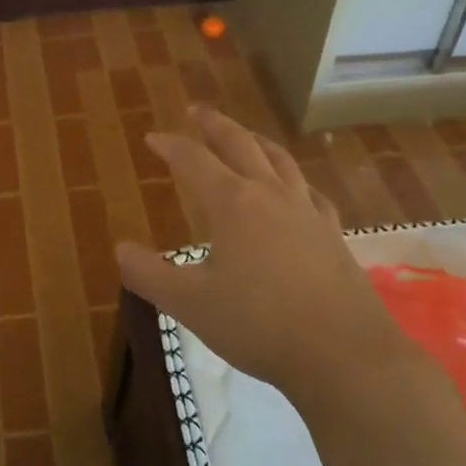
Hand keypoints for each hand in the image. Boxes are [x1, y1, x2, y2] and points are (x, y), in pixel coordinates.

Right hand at [116, 105, 416, 402]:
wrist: (345, 355)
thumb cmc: (259, 324)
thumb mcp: (190, 304)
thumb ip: (150, 275)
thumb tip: (120, 248)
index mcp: (233, 203)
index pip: (194, 160)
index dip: (170, 146)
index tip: (153, 138)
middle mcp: (270, 194)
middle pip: (240, 144)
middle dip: (215, 125)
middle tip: (198, 111)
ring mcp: (307, 211)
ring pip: (280, 160)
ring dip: (256, 141)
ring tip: (245, 135)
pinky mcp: (332, 233)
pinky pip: (308, 190)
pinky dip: (292, 178)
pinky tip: (293, 189)